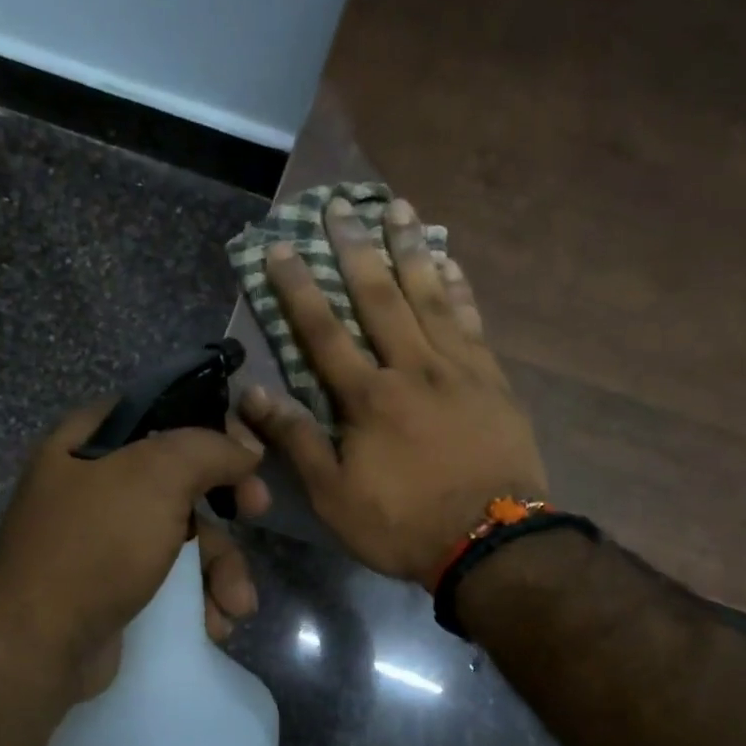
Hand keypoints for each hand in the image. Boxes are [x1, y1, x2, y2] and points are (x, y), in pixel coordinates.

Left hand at [0, 404, 269, 700]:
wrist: (37, 646)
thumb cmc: (95, 545)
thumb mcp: (156, 476)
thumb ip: (207, 449)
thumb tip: (245, 450)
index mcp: (89, 442)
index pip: (161, 412)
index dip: (210, 425)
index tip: (247, 449)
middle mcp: (95, 485)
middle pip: (182, 478)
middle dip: (228, 505)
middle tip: (259, 511)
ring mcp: (106, 540)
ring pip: (186, 536)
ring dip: (222, 570)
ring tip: (237, 604)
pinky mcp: (116, 587)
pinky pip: (171, 578)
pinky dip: (199, 598)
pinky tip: (214, 623)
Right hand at [240, 195, 546, 583]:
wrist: (492, 542)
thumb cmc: (404, 524)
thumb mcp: (335, 497)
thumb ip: (297, 441)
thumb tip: (253, 394)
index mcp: (368, 398)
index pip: (323, 332)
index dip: (299, 288)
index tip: (282, 246)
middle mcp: (412, 368)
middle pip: (379, 297)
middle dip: (355, 248)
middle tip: (340, 203)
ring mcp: (458, 369)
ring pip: (429, 296)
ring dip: (410, 249)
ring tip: (397, 207)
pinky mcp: (492, 379)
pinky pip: (472, 321)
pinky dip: (458, 288)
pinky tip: (449, 262)